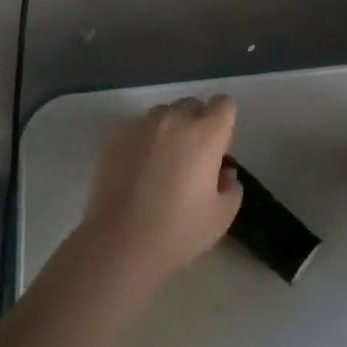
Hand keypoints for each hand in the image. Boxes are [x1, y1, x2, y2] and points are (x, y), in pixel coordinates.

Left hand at [78, 96, 242, 287]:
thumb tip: (224, 172)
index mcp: (205, 135)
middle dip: (197, 123)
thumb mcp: (221, 217)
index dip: (224, 122)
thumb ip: (231, 187)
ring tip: (162, 161)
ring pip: (163, 113)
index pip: (223, 104)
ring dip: (169, 128)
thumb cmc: (177, 232)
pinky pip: (138, 126)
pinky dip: (144, 139)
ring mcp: (141, 125)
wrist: (118, 243)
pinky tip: (138, 168)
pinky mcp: (115, 137)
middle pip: (192, 105)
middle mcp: (174, 120)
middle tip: (192, 157)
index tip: (219, 146)